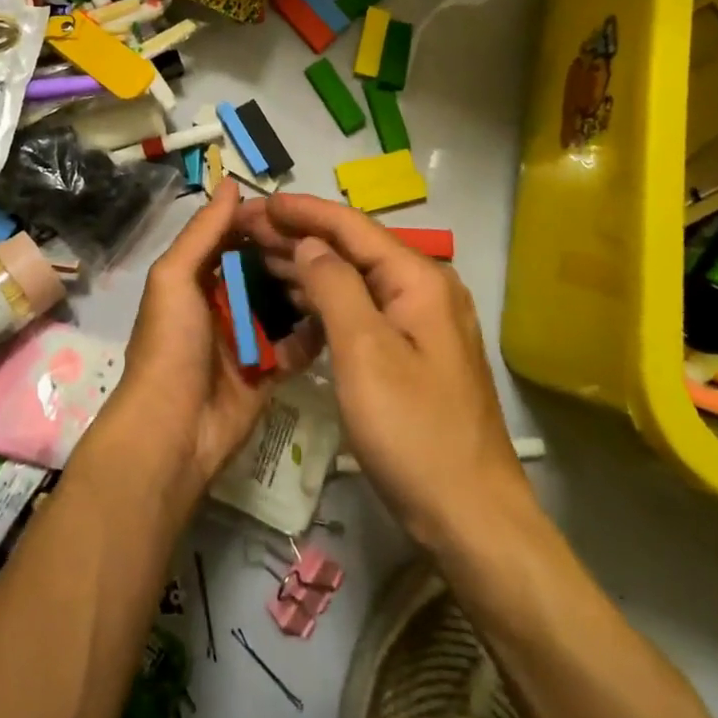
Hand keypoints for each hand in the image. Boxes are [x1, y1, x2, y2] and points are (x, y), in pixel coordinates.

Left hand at [110, 180, 322, 501]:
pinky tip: (340, 313)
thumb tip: (230, 183)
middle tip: (332, 241)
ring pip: (283, 304)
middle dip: (291, 255)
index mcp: (195, 278)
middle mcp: (221, 303)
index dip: (262, 223)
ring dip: (306, 289)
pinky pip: (296, 345)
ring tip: (343, 271)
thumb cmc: (170, 344)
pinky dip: (313, 332)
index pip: (233, 239)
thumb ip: (203, 232)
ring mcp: (246, 339)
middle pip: (263, 270)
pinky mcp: (267, 371)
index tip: (300, 209)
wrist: (173, 430)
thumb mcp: (175, 277)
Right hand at [236, 193, 526, 551]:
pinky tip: (292, 302)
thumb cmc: (414, 431)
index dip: (302, 211)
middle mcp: (423, 289)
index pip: (351, 226)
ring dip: (307, 266)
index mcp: (418, 279)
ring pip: (354, 279)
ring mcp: (419, 322)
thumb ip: (335, 286)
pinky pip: (360, 310)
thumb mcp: (365, 352)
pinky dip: (324, 301)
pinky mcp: (411, 352)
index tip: (258, 201)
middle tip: (245, 229)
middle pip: (352, 248)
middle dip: (298, 235)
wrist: (471, 517)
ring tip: (257, 256)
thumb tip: (310, 243)